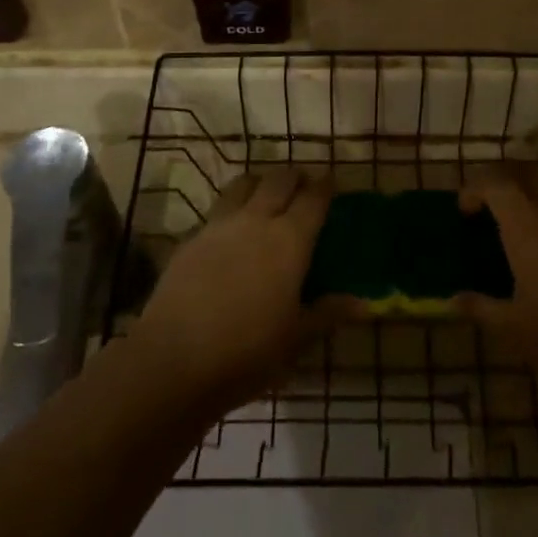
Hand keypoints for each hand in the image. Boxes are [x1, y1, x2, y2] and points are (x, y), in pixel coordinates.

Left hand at [131, 167, 344, 409]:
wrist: (174, 359)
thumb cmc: (247, 352)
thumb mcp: (296, 339)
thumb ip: (328, 314)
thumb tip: (364, 304)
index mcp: (290, 240)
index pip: (313, 198)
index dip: (325, 186)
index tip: (332, 180)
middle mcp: (257, 221)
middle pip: (279, 180)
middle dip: (294, 176)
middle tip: (302, 185)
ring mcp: (220, 226)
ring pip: (244, 185)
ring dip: (260, 182)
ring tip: (266, 194)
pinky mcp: (191, 238)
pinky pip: (218, 210)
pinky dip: (232, 208)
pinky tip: (231, 231)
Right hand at [456, 162, 537, 411]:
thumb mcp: (514, 329)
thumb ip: (480, 308)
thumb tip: (451, 301)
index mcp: (528, 228)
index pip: (496, 185)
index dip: (475, 188)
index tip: (463, 210)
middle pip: (529, 174)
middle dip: (504, 179)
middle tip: (489, 202)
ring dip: (534, 192)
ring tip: (520, 221)